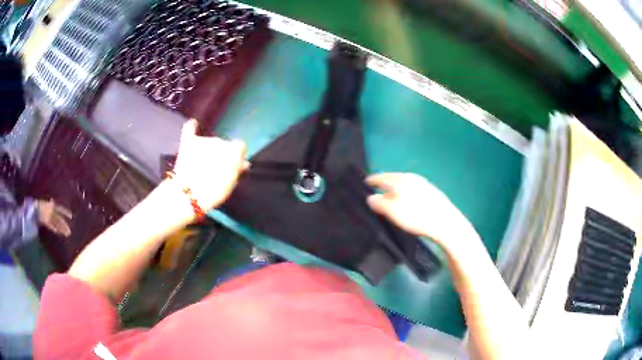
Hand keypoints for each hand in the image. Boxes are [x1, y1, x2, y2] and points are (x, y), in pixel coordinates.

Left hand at [37, 199, 71, 236]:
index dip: (65, 212)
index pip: (59, 209)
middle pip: (58, 218)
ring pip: (56, 223)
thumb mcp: (40, 203)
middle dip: (64, 225)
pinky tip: (58, 233)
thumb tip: (50, 204)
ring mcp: (47, 216)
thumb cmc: (35, 205)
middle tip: (69, 232)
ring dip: (61, 228)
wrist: (30, 209)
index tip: (71, 216)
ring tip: (66, 234)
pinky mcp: (45, 221)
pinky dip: (55, 229)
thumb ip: (47, 204)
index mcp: (50, 205)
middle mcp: (50, 211)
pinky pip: (51, 225)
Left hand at [172, 119, 246, 210]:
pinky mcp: (188, 143)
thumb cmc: (214, 191)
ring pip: (209, 142)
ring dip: (208, 150)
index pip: (239, 147)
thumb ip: (238, 169)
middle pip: (223, 144)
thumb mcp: (231, 183)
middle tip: (215, 170)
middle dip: (220, 154)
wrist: (189, 194)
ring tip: (201, 165)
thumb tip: (244, 163)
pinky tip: (193, 123)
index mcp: (233, 149)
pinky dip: (191, 127)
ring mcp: (203, 140)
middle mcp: (219, 140)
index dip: (236, 156)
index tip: (233, 166)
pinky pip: (189, 129)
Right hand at [366, 173, 477, 252]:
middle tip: (376, 187)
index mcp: (400, 180)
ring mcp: (423, 183)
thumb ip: (379, 203)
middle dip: (384, 182)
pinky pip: (413, 188)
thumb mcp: (392, 211)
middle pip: (393, 178)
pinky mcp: (431, 191)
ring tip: (390, 194)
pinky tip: (408, 199)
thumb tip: (370, 197)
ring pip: (404, 183)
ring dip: (396, 187)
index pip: (382, 177)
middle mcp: (411, 177)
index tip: (365, 181)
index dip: (372, 179)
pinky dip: (406, 191)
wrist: (445, 221)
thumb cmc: (416, 216)